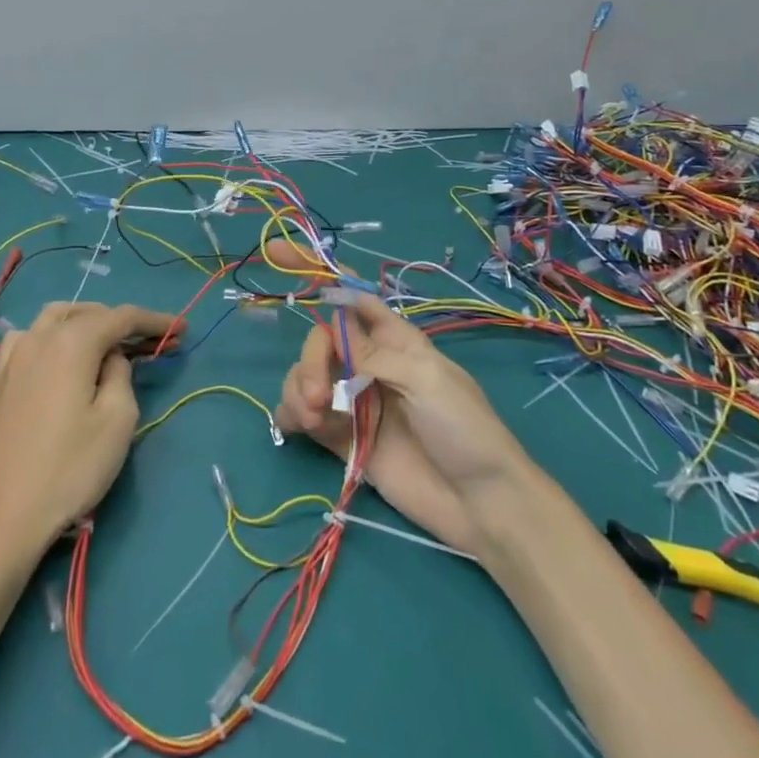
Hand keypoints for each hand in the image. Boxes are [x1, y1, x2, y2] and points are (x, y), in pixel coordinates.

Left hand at [0, 302, 180, 556]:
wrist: (2, 516)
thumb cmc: (70, 468)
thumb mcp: (117, 421)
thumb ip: (121, 375)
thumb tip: (110, 359)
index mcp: (72, 341)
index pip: (122, 317)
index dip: (155, 320)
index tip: (182, 329)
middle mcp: (39, 337)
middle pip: (87, 313)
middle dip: (121, 322)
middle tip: (151, 342)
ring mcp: (13, 358)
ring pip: (54, 319)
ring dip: (85, 322)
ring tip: (107, 344)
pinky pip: (29, 338)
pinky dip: (54, 336)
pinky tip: (60, 358)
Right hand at [276, 288, 534, 555]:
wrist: (480, 504)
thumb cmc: (464, 429)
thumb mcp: (426, 379)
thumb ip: (374, 355)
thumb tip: (331, 332)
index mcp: (394, 339)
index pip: (352, 297)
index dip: (320, 274)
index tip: (279, 253)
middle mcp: (369, 364)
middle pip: (320, 342)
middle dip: (309, 361)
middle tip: (315, 396)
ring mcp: (354, 402)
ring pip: (305, 376)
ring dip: (297, 389)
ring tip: (312, 419)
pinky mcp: (342, 438)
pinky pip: (303, 415)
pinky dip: (291, 414)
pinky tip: (299, 427)